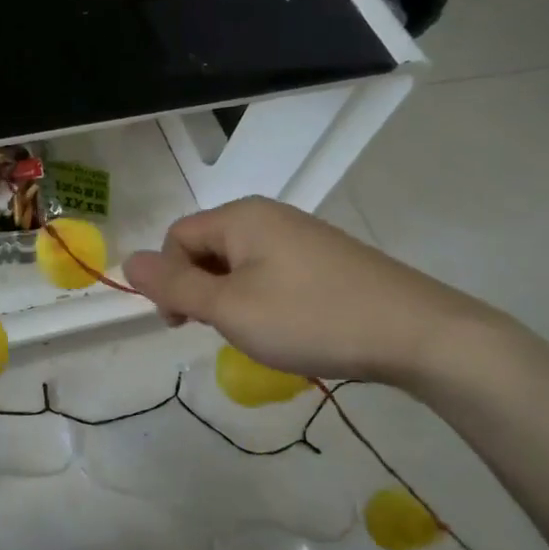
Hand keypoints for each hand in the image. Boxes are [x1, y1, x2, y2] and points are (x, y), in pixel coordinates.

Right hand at [122, 197, 497, 386]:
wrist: (420, 334)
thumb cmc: (311, 318)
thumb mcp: (230, 308)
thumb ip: (174, 286)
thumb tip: (128, 259)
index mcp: (241, 217)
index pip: (177, 238)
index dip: (168, 280)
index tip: (182, 325)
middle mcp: (269, 215)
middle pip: (207, 246)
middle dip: (199, 289)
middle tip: (217, 331)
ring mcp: (302, 235)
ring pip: (239, 262)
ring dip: (230, 297)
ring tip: (254, 333)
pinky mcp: (328, 259)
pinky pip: (272, 271)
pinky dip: (262, 298)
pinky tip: (286, 327)